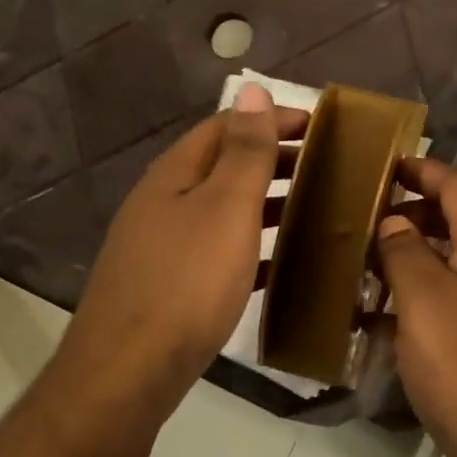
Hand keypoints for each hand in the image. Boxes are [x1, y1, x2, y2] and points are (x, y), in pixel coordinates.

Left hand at [59, 83, 305, 414]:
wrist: (130, 369)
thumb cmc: (186, 283)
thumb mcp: (224, 208)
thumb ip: (243, 152)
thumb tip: (250, 87)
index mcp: (174, 175)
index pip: (225, 127)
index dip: (270, 119)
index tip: (320, 127)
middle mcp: (163, 204)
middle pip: (222, 167)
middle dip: (273, 161)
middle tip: (326, 169)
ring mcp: (163, 247)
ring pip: (222, 212)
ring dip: (266, 205)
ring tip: (314, 211)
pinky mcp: (170, 287)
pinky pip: (219, 253)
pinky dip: (253, 249)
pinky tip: (282, 265)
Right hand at [375, 158, 456, 456]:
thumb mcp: (427, 301)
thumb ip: (406, 254)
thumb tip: (393, 223)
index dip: (427, 171)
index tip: (388, 163)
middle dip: (415, 216)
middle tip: (367, 218)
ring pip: (449, 274)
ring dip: (410, 264)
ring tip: (362, 267)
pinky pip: (445, 315)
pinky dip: (413, 310)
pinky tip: (377, 324)